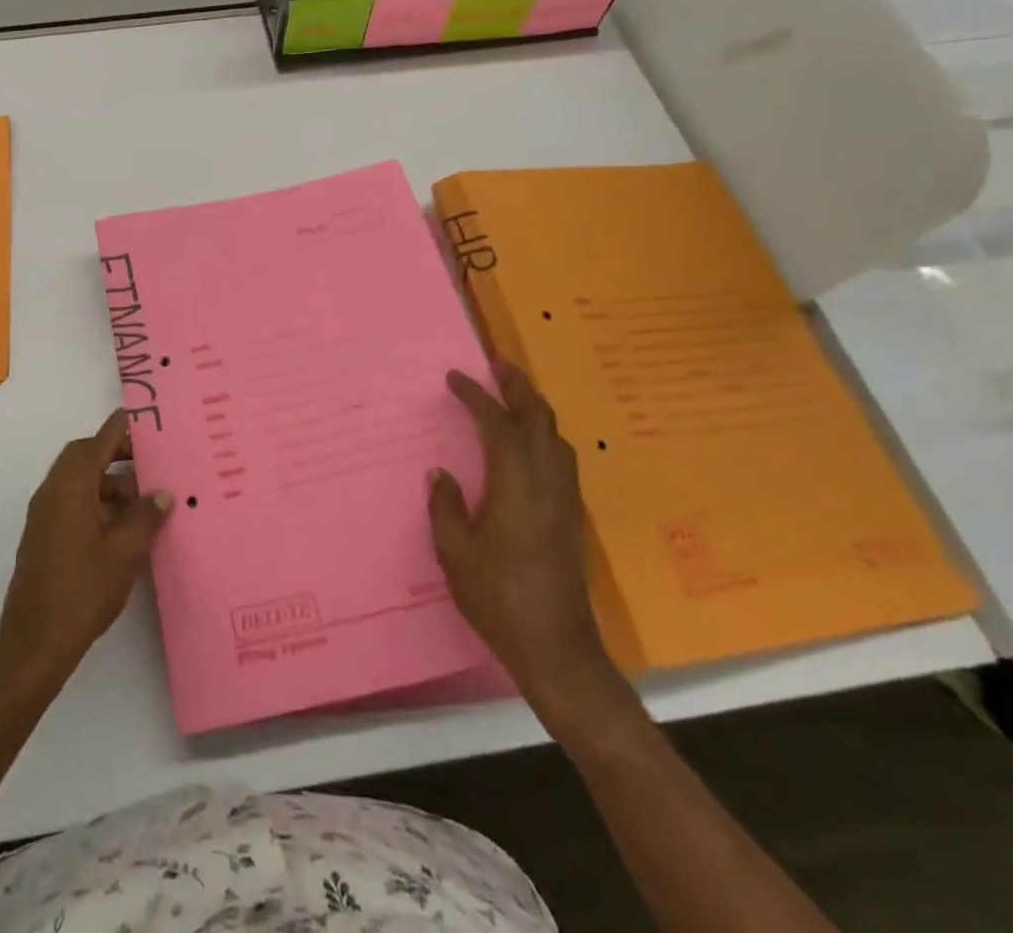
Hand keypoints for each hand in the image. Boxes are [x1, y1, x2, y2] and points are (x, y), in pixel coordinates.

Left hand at [0, 409, 172, 679]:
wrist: (35, 644)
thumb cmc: (83, 591)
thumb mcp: (125, 552)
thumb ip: (146, 516)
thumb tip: (163, 492)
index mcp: (70, 487)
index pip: (98, 441)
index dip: (122, 428)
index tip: (148, 419)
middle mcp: (52, 492)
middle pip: (85, 456)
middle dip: (117, 454)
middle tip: (151, 463)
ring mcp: (44, 516)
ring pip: (79, 481)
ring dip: (109, 482)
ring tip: (144, 502)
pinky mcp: (44, 537)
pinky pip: (72, 502)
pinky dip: (97, 501)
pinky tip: (123, 527)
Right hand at [429, 359, 618, 710]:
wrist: (557, 648)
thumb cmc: (498, 598)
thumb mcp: (455, 553)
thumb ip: (446, 506)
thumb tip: (440, 473)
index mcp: (515, 484)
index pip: (497, 423)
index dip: (476, 395)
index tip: (454, 377)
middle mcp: (547, 482)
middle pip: (540, 418)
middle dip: (519, 386)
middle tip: (497, 364)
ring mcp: (566, 500)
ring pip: (557, 437)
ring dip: (535, 408)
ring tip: (512, 396)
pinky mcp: (573, 517)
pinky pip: (561, 458)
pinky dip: (544, 435)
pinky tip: (529, 445)